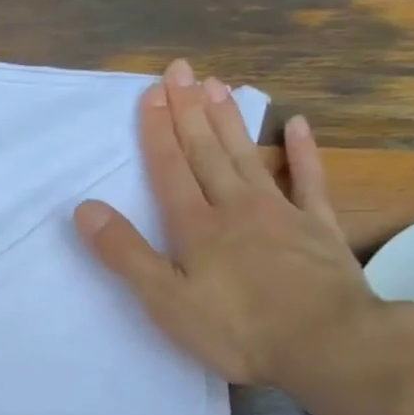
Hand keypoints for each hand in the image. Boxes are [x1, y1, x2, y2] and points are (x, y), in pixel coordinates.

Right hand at [74, 59, 383, 398]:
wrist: (328, 344)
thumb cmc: (238, 329)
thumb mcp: (166, 300)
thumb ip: (126, 253)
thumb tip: (85, 208)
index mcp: (196, 226)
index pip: (170, 168)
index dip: (157, 131)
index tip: (151, 92)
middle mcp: (235, 207)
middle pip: (206, 151)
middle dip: (189, 110)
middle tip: (180, 70)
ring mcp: (281, 213)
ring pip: (247, 156)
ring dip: (229, 120)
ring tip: (217, 84)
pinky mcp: (319, 228)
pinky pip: (308, 180)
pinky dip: (302, 152)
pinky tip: (296, 125)